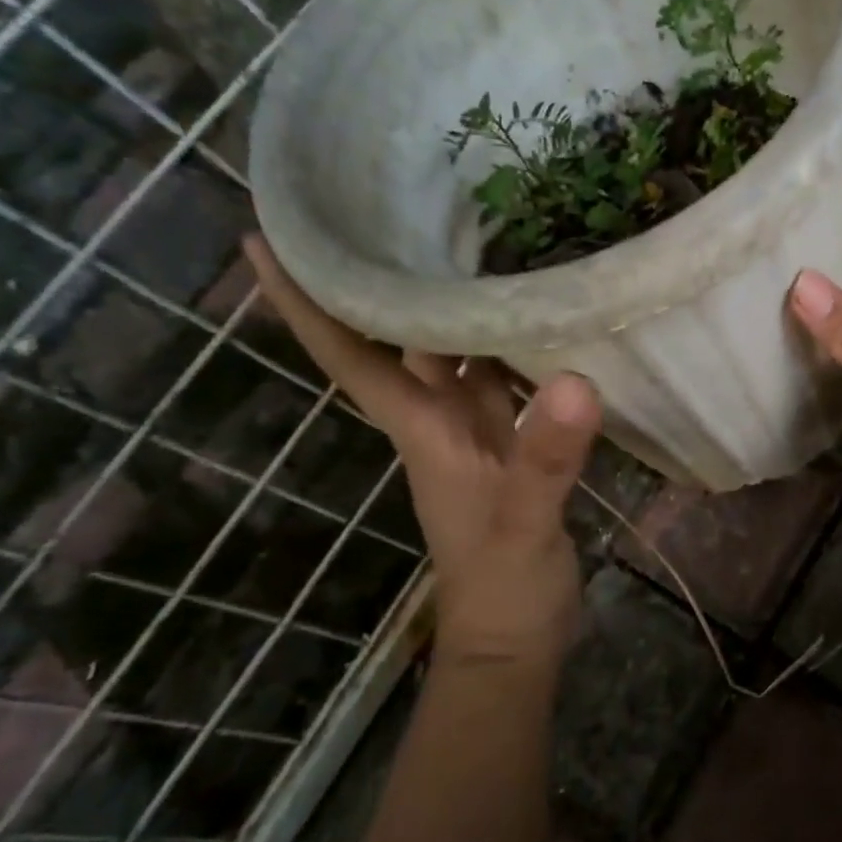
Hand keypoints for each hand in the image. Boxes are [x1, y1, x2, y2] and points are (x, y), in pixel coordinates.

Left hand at [243, 235, 600, 664]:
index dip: (305, 301)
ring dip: (451, 302)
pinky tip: (538, 314)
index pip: (351, 355)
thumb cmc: (503, 586)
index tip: (266, 236)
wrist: (516, 638)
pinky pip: (502, 378)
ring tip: (472, 238)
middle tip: (396, 204)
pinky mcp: (513, 444)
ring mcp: (476, 433)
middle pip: (396, 339)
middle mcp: (439, 420)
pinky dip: (510, 344)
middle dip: (385, 278)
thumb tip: (575, 381)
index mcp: (423, 428)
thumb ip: (545, 459)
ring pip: (452, 354)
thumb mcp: (523, 523)